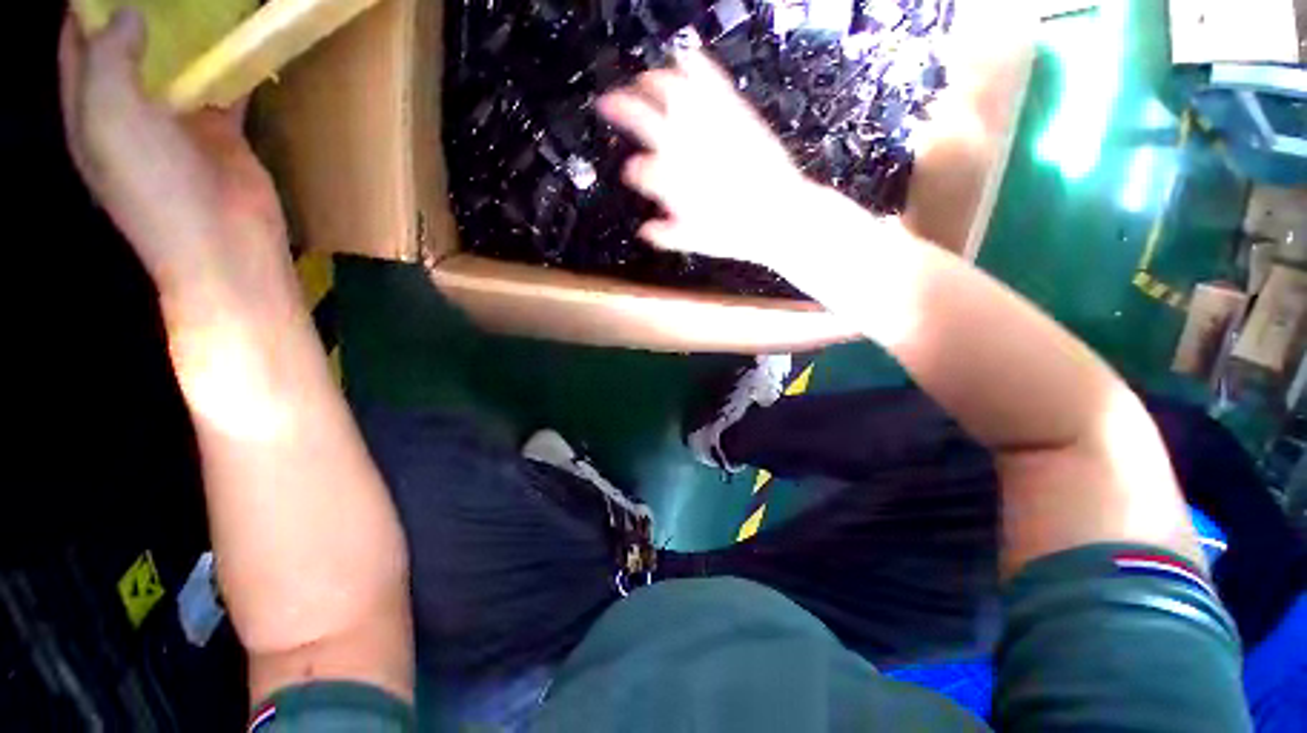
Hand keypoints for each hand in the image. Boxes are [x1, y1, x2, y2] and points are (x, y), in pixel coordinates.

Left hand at [59, 10, 289, 298]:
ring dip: (187, 31)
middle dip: (141, 8)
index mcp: (91, 107)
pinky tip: (241, 36)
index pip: (80, 41)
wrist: (223, 243)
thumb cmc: (154, 187)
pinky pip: (223, 85)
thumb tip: (128, 11)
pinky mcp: (222, 132)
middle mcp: (129, 108)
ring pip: (177, 61)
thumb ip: (109, 59)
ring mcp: (178, 120)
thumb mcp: (111, 118)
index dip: (89, 4)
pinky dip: (230, 61)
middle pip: (129, 45)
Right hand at [597, 50, 815, 268]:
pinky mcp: (733, 114)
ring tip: (644, 78)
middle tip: (612, 102)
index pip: (639, 169)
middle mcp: (684, 151)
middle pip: (642, 120)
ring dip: (650, 82)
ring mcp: (708, 128)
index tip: (632, 171)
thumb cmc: (737, 233)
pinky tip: (686, 54)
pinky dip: (695, 64)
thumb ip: (667, 235)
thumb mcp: (697, 242)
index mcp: (671, 183)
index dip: (632, 170)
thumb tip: (645, 230)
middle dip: (621, 108)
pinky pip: (710, 80)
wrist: (780, 215)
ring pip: (670, 92)